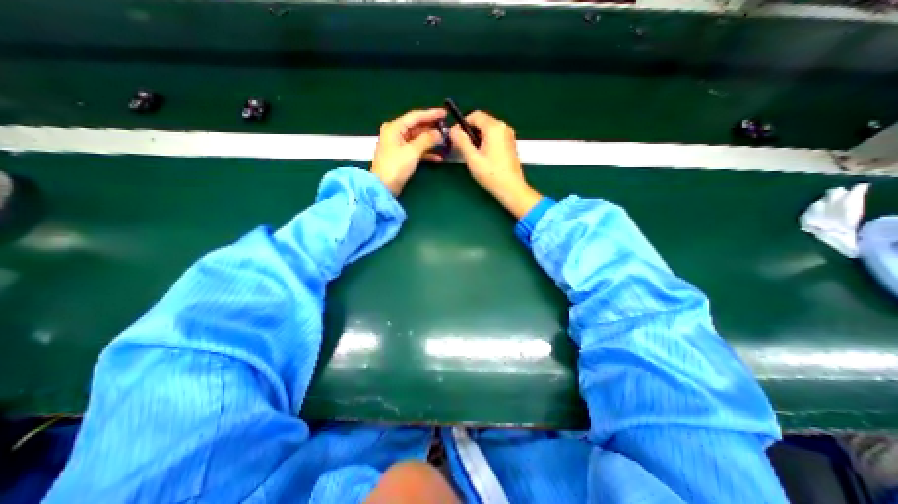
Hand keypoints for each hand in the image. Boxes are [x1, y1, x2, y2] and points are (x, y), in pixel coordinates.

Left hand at [371, 109, 446, 194]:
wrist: (384, 187)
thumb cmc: (396, 166)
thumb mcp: (413, 151)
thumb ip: (427, 139)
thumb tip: (439, 133)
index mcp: (394, 128)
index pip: (415, 116)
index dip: (431, 114)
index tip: (445, 113)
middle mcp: (395, 134)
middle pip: (417, 127)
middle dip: (432, 128)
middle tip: (446, 128)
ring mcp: (398, 146)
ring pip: (418, 139)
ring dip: (431, 141)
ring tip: (445, 142)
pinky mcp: (401, 157)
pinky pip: (416, 151)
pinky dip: (426, 153)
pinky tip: (438, 157)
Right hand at [449, 111, 538, 215]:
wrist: (511, 188)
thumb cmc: (491, 174)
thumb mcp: (472, 158)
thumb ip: (461, 141)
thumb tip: (453, 130)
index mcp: (494, 128)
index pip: (475, 115)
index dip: (462, 124)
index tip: (455, 136)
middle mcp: (503, 128)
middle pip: (482, 122)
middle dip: (469, 132)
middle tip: (461, 146)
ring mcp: (508, 136)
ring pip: (488, 130)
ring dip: (477, 138)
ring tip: (471, 154)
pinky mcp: (510, 145)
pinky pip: (494, 137)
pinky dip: (485, 142)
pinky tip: (481, 156)